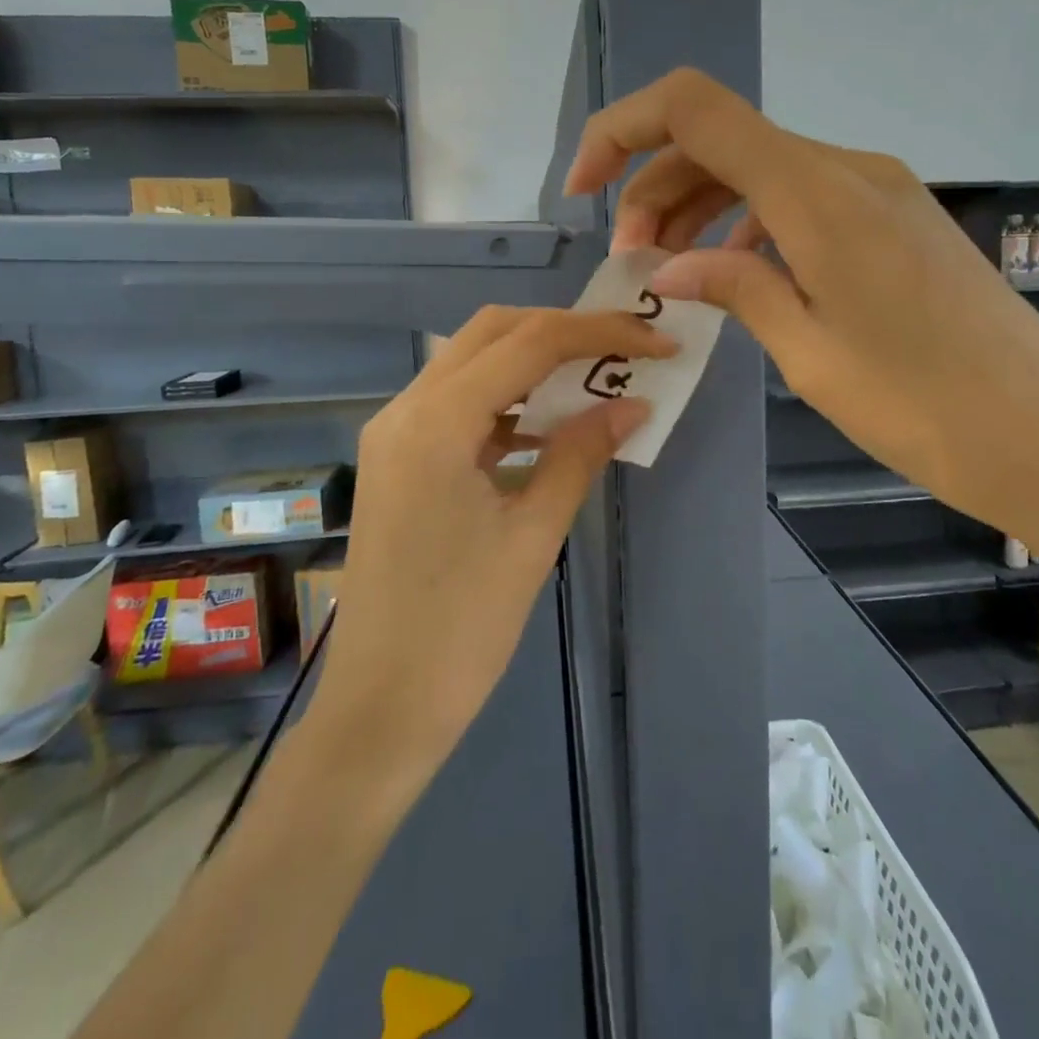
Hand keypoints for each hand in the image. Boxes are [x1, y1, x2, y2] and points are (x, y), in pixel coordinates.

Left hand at [317, 307, 672, 768]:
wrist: (381, 708)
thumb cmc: (462, 628)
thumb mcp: (534, 534)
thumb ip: (581, 454)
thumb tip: (632, 404)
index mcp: (435, 421)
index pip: (528, 342)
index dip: (600, 333)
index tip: (657, 342)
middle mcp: (405, 409)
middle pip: (492, 332)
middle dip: (563, 330)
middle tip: (625, 349)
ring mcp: (395, 433)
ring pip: (472, 361)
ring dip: (534, 359)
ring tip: (596, 377)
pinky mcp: (398, 459)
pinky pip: (458, 403)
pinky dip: (507, 398)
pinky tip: (547, 424)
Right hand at [563, 68, 1038, 550]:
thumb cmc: (923, 407)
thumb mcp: (809, 353)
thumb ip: (736, 289)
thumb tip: (677, 265)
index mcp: (818, 192)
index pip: (696, 109)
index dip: (621, 130)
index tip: (581, 191)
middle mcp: (849, 170)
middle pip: (723, 140)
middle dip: (656, 188)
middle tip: (633, 263)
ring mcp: (880, 192)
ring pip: (762, 170)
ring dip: (703, 208)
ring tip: (673, 271)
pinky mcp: (898, 222)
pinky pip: (804, 200)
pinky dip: (753, 225)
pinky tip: (741, 276)